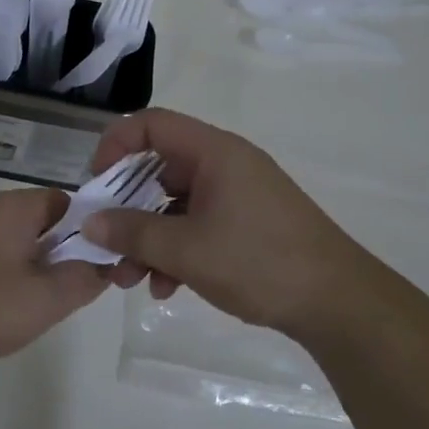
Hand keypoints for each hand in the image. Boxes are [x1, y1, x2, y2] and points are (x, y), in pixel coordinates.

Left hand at [0, 188, 109, 368]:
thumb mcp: (46, 299)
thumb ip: (84, 279)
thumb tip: (103, 265)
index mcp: (15, 207)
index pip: (67, 202)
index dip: (89, 230)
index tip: (98, 264)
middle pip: (42, 220)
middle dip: (62, 252)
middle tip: (69, 290)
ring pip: (16, 239)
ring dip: (34, 265)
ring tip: (37, 303)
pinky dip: (6, 272)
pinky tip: (2, 306)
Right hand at [83, 109, 424, 345]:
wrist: (339, 303)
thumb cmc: (259, 262)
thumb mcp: (186, 249)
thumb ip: (132, 233)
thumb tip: (89, 223)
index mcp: (213, 152)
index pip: (151, 125)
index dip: (115, 145)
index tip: (95, 185)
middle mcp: (223, 165)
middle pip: (157, 169)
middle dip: (125, 209)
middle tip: (105, 242)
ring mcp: (236, 195)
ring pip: (173, 205)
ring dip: (146, 238)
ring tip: (129, 279)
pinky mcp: (245, 224)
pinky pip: (195, 225)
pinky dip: (175, 251)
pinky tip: (166, 288)